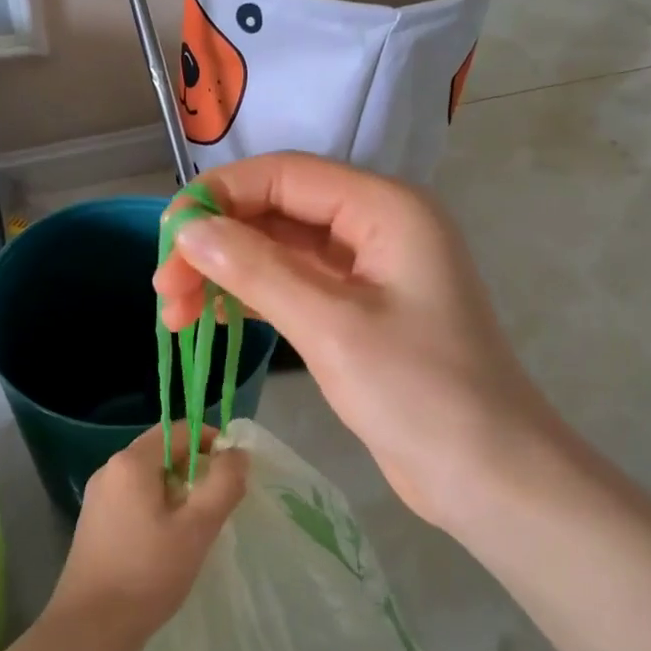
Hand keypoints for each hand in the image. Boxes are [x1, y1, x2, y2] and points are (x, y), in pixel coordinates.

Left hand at [44, 423, 247, 650]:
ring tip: (198, 527)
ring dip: (180, 492)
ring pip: (150, 478)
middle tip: (219, 505)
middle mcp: (110, 470)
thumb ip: (223, 483)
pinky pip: (136, 499)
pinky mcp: (96, 523)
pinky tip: (170, 542)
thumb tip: (237, 453)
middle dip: (197, 470)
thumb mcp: (197, 527)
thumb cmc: (147, 573)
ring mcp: (99, 498)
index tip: (233, 474)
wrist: (90, 628)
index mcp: (131, 463)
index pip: (179, 430)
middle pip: (163, 451)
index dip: (211, 442)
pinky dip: (159, 508)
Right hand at [154, 154, 564, 538]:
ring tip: (175, 315)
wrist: (486, 474)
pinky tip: (213, 317)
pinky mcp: (358, 314)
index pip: (284, 175)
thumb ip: (257, 270)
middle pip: (278, 212)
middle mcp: (376, 227)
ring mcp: (368, 273)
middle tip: (164, 293)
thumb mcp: (332, 326)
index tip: (165, 241)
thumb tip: (188, 230)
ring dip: (227, 274)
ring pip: (280, 252)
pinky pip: (294, 287)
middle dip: (217, 243)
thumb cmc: (420, 394)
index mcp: (384, 208)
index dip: (218, 197)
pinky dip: (252, 298)